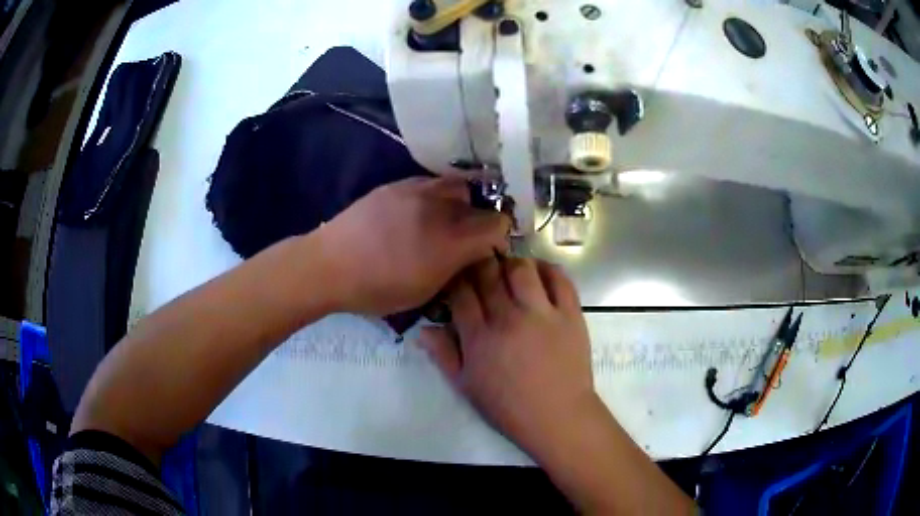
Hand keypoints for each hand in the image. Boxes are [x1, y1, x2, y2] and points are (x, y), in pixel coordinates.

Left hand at [317, 176, 510, 314]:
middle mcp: (439, 208)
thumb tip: (475, 253)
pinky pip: (431, 182)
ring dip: (462, 200)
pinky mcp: (397, 184)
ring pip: (457, 185)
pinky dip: (438, 195)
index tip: (492, 248)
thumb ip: (457, 268)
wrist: (329, 265)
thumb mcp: (425, 291)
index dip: (501, 237)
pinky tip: (424, 211)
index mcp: (449, 240)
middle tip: (471, 234)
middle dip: (483, 217)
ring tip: (449, 218)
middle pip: (482, 200)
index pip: (498, 225)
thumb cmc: (376, 289)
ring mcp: (417, 190)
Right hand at [419, 257, 598, 459]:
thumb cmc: (508, 406)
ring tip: (510, 271)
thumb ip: (443, 355)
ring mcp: (542, 314)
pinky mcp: (570, 314)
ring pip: (521, 269)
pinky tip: (540, 272)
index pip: (461, 292)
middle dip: (480, 265)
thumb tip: (422, 330)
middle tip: (481, 269)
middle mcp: (508, 318)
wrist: (557, 416)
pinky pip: (559, 279)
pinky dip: (548, 269)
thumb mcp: (466, 386)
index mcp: (479, 337)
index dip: (456, 279)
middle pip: (488, 274)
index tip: (457, 278)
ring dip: (512, 264)